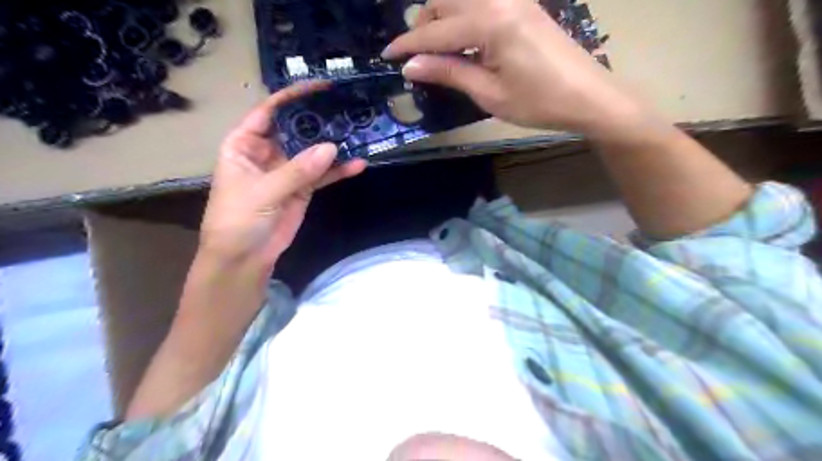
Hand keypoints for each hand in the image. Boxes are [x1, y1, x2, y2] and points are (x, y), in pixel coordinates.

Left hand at [199, 80, 365, 269]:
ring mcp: (288, 170)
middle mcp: (267, 152)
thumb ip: (297, 170)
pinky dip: (339, 171)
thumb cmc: (238, 219)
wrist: (244, 257)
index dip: (292, 97)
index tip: (320, 87)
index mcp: (245, 144)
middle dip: (319, 119)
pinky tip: (358, 164)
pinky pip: (323, 175)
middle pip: (296, 128)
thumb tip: (331, 148)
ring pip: (313, 151)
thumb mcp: (263, 191)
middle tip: (347, 107)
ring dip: (334, 145)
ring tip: (359, 132)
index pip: (269, 112)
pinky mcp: (303, 188)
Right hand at [384, 0, 648, 136]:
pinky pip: (481, 3)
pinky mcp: (523, 5)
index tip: (387, 55)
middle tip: (418, 58)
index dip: (408, 45)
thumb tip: (411, 66)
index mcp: (490, 22)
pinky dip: (463, 18)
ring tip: (439, 52)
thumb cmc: (538, 102)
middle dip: (424, 26)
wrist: (588, 96)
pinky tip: (464, 42)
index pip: (436, 31)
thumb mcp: (489, 93)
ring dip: (443, 18)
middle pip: (445, 1)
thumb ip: (449, 73)